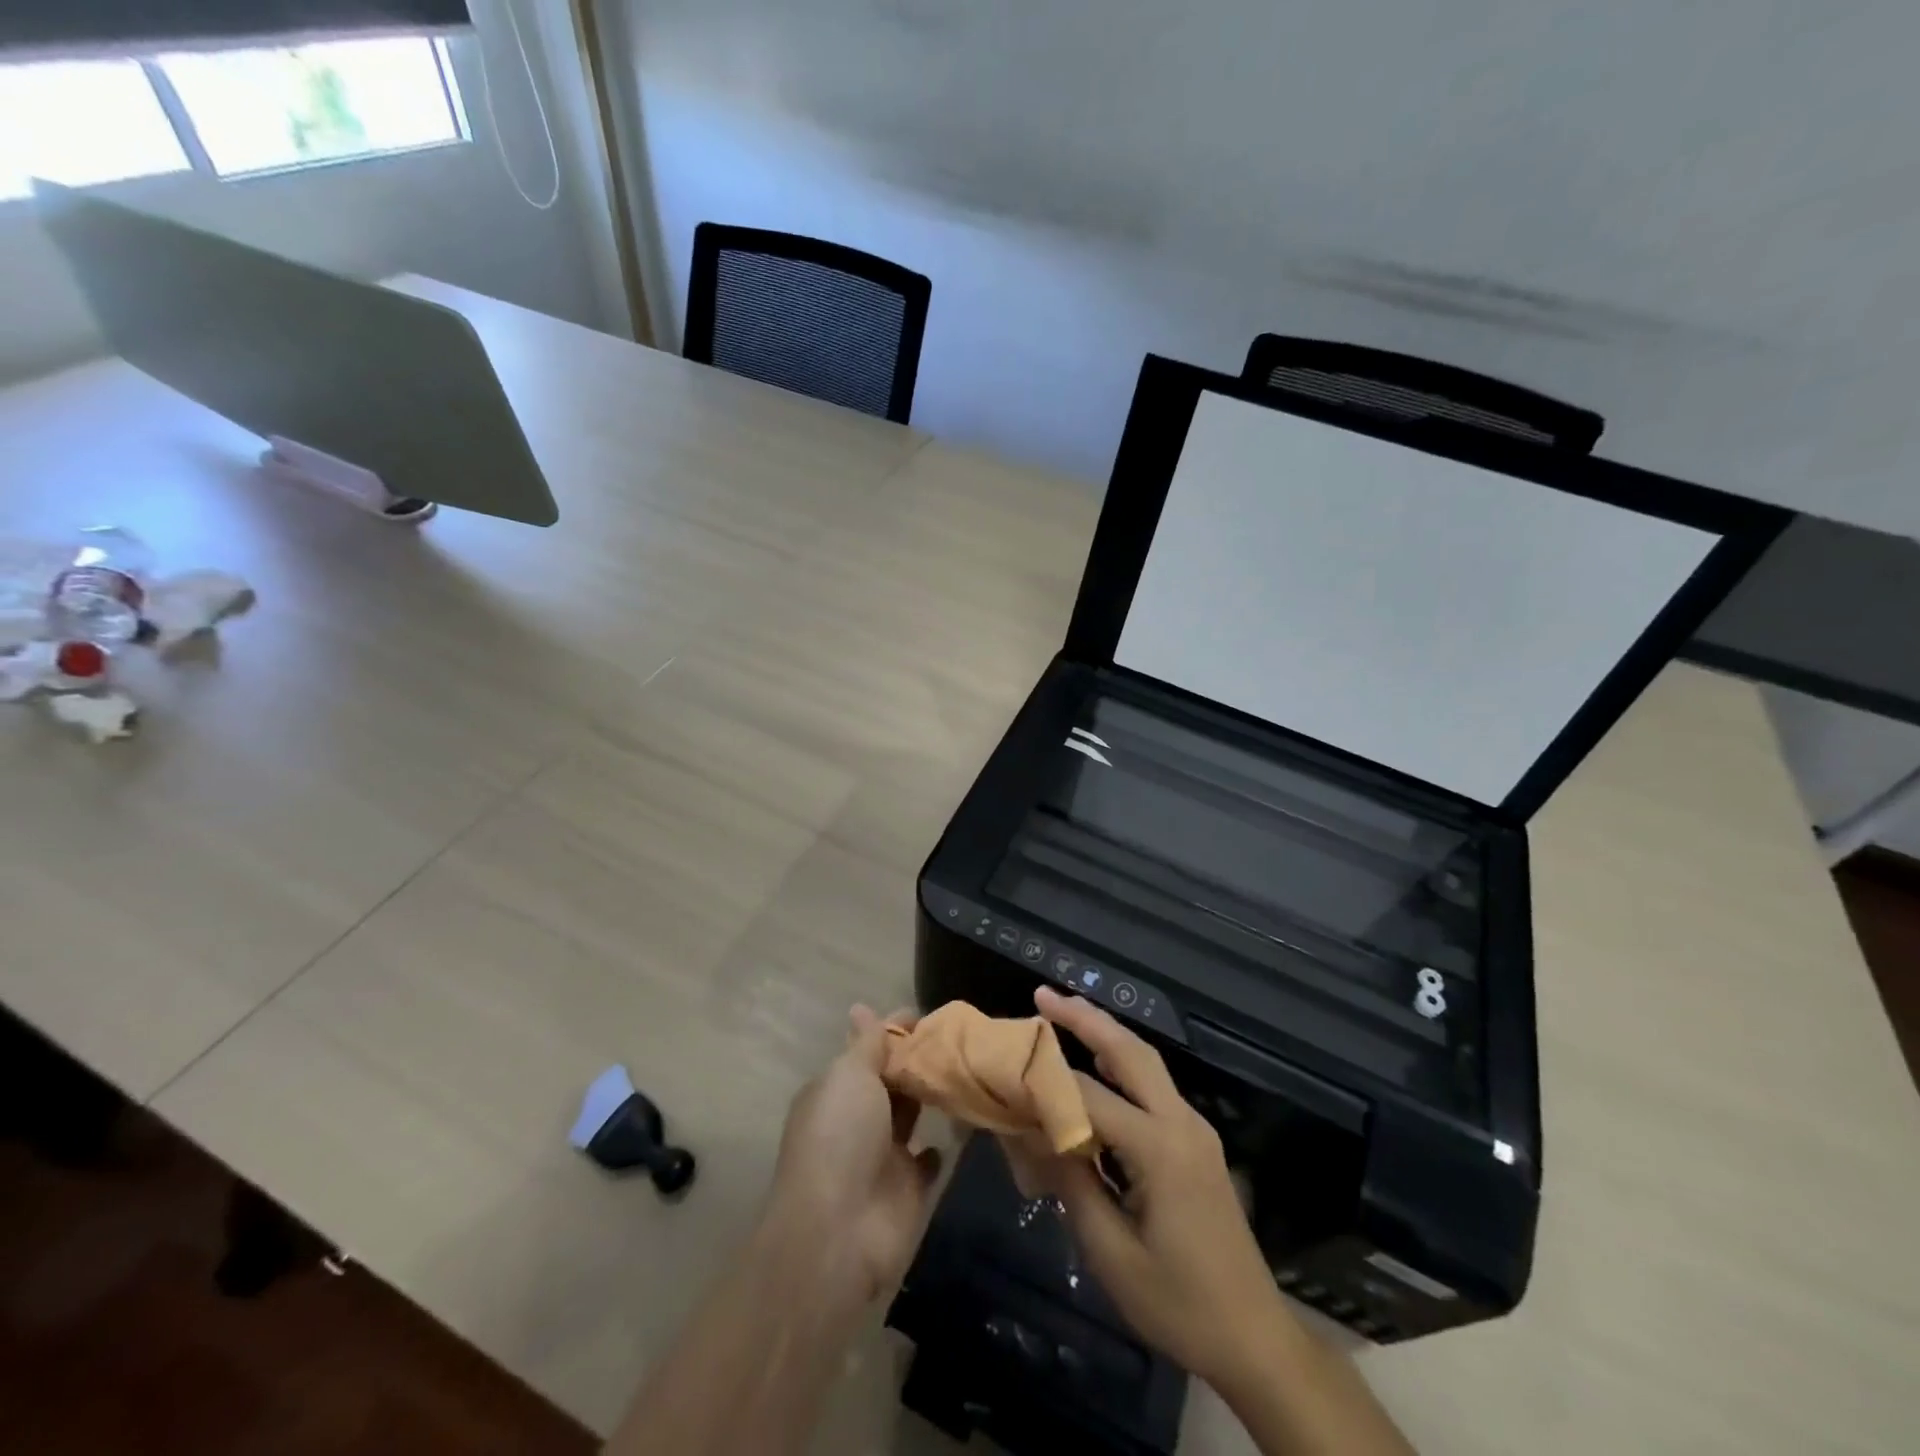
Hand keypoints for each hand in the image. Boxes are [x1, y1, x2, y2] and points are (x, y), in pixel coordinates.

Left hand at [763, 1006, 941, 1313]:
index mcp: (835, 1089)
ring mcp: (882, 1155)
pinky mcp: (907, 1188)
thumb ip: (867, 1044)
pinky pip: (928, 1158)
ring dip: (931, 1096)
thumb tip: (861, 1008)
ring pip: (911, 1114)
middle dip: (917, 1061)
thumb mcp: (850, 1075)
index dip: (895, 1031)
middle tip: (960, 1038)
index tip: (929, 1016)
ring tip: (969, 1068)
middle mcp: (856, 1119)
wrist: (839, 1232)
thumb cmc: (841, 1137)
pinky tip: (966, 1120)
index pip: (868, 1049)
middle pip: (891, 1080)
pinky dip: (942, 1142)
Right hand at [1002, 987, 1286, 1388]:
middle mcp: (1181, 1123)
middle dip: (1086, 1018)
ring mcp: (1195, 1129)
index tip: (1007, 1069)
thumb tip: (1033, 1134)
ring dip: (1106, 1033)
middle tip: (1044, 994)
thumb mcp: (1112, 1254)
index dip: (1046, 1084)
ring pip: (1146, 1062)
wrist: (1255, 1339)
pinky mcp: (1197, 1142)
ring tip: (1064, 1012)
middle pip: (1130, 1052)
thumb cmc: (1180, 1304)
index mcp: (1160, 1149)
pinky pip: (1153, 1087)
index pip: (1091, 1099)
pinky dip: (1121, 1064)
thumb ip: (1071, 1184)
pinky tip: (1098, 1065)